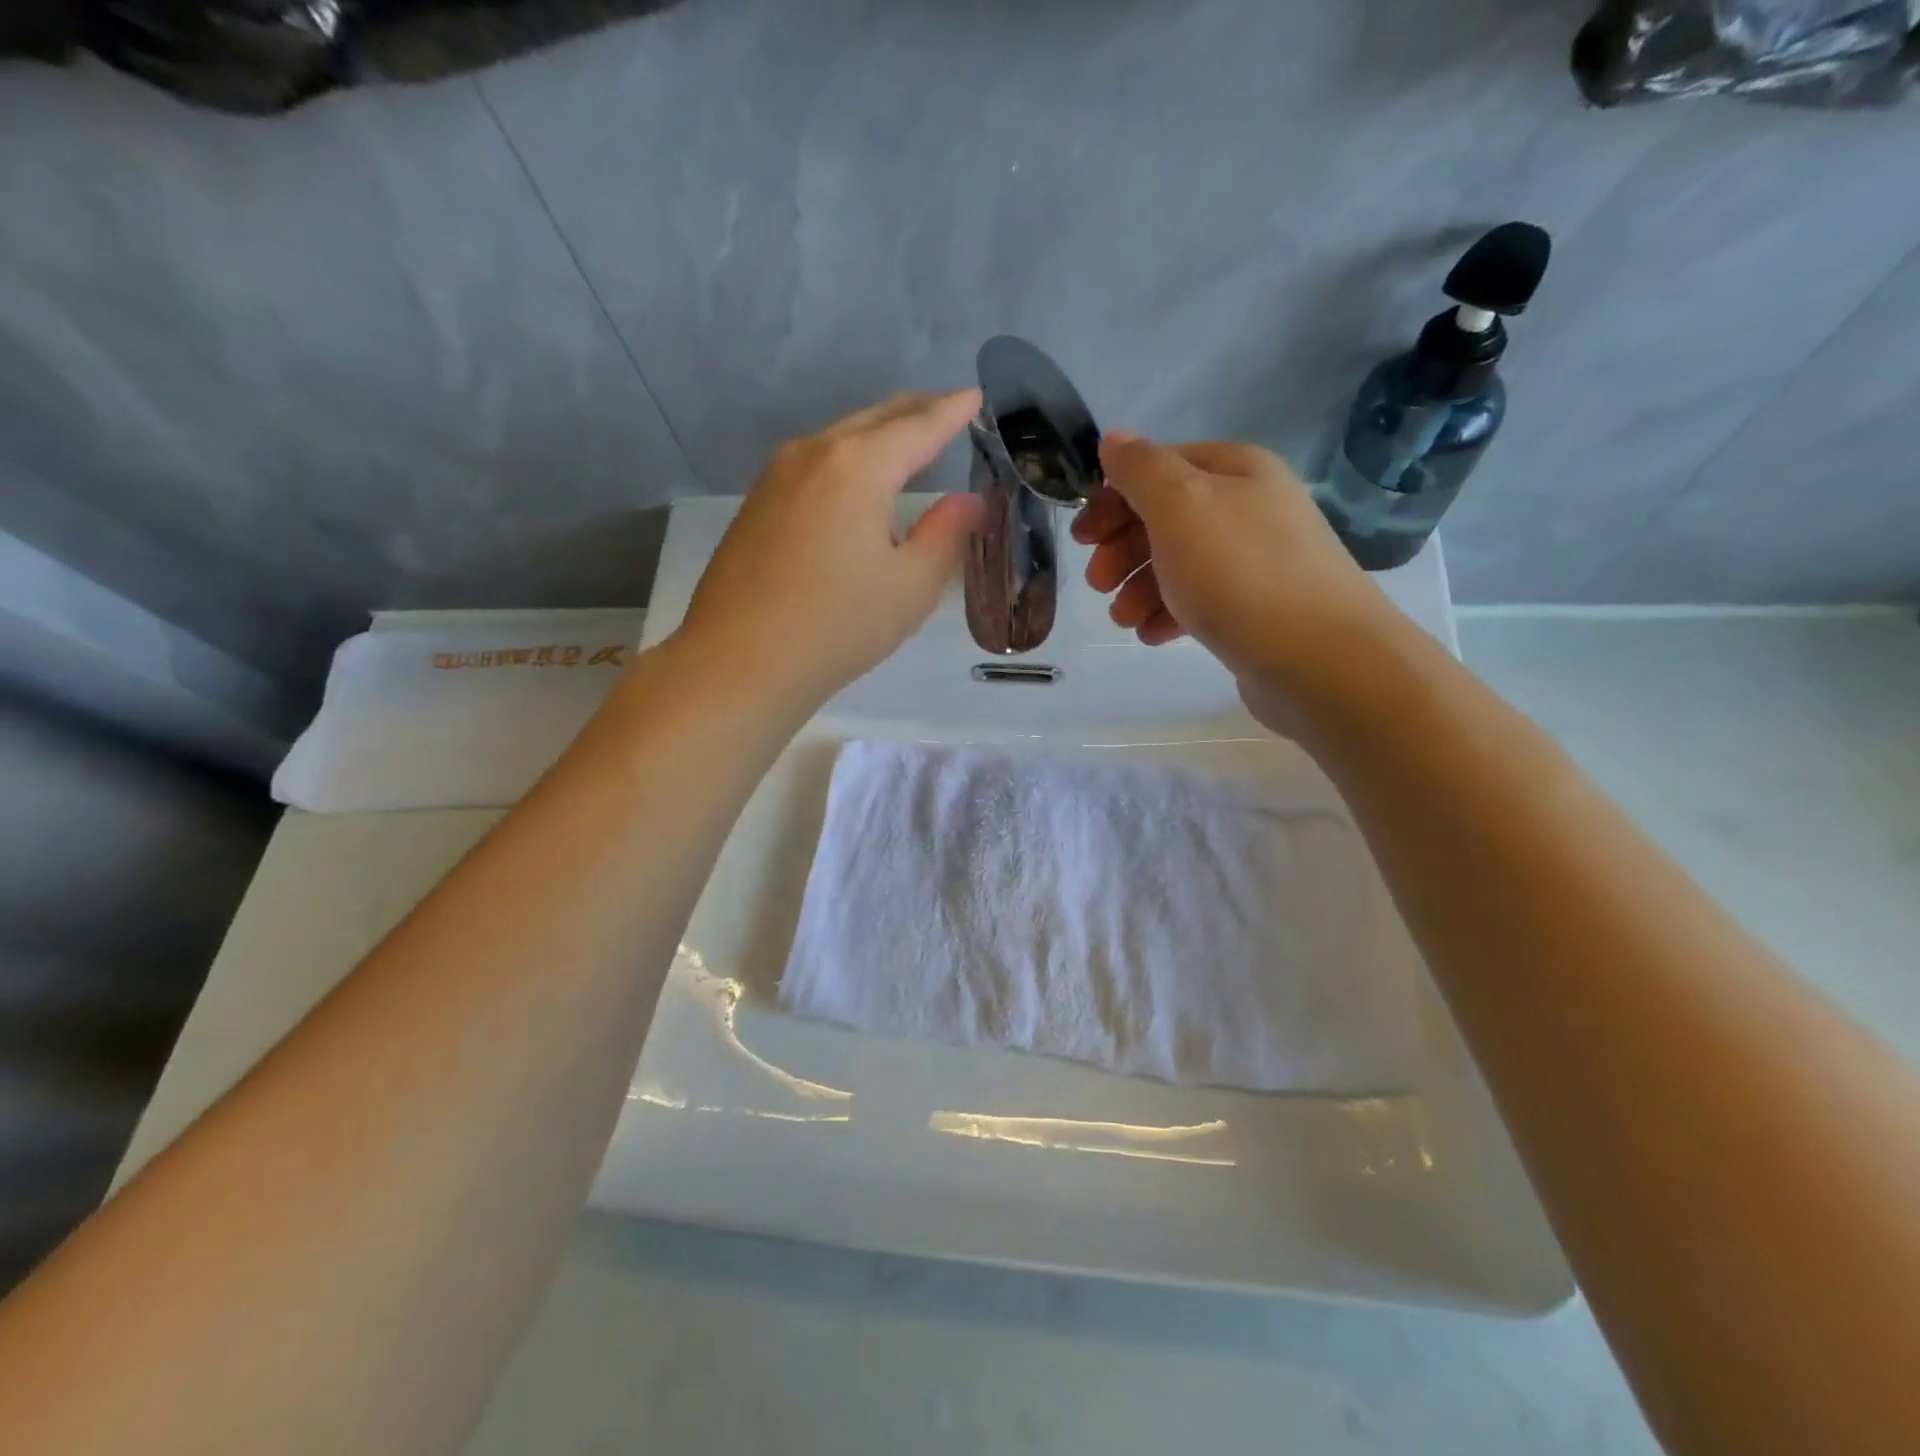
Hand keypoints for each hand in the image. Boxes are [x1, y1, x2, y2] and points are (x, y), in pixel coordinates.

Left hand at [675, 390, 985, 709]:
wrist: (738, 662)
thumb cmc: (837, 626)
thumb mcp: (911, 586)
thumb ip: (946, 535)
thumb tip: (968, 501)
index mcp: (858, 465)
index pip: (919, 426)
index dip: (952, 411)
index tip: (975, 397)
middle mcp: (813, 453)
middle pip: (875, 419)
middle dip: (916, 411)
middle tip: (949, 411)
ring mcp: (776, 476)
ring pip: (840, 438)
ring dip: (879, 435)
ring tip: (909, 443)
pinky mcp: (756, 503)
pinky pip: (815, 464)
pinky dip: (848, 460)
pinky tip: (857, 483)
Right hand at [1071, 433, 1391, 733]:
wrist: (1319, 658)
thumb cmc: (1239, 573)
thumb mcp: (1179, 506)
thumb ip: (1140, 469)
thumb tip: (1114, 439)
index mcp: (1235, 470)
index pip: (1159, 468)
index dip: (1114, 499)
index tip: (1083, 539)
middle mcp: (1250, 507)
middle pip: (1167, 517)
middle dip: (1123, 549)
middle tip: (1097, 585)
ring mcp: (1257, 560)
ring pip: (1180, 563)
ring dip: (1139, 588)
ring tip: (1123, 620)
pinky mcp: (1259, 609)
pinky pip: (1202, 601)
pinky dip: (1170, 614)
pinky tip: (1153, 636)